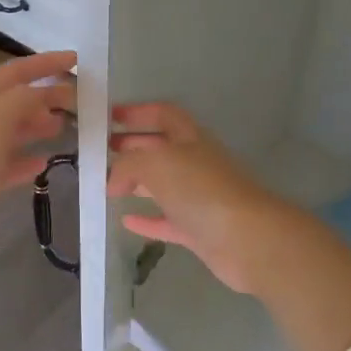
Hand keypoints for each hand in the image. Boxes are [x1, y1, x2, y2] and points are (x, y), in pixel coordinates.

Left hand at [0, 49, 75, 264]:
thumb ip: (25, 98)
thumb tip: (47, 95)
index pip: (15, 71)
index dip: (45, 63)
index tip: (76, 59)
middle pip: (15, 100)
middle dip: (47, 96)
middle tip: (80, 101)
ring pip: (12, 132)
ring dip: (39, 126)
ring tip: (67, 128)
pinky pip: (7, 165)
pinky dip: (27, 161)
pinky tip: (44, 164)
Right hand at [108, 103, 292, 295]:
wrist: (247, 239)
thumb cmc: (201, 189)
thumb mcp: (157, 163)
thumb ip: (128, 164)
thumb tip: (113, 180)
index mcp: (190, 138)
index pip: (164, 114)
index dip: (138, 112)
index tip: (110, 117)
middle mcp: (196, 163)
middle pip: (162, 148)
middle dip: (133, 146)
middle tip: (103, 152)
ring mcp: (200, 198)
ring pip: (164, 185)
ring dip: (138, 182)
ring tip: (108, 185)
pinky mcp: (199, 230)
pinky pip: (168, 221)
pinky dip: (147, 220)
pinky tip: (126, 221)